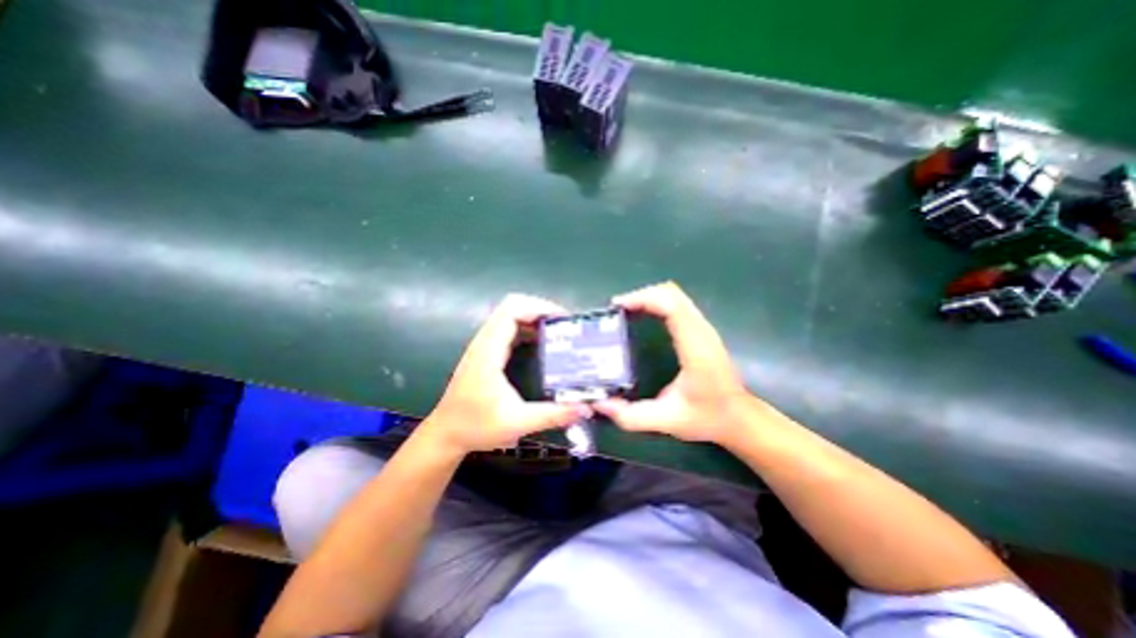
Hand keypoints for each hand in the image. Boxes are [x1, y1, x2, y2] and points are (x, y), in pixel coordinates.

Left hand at [419, 294, 594, 457]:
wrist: (446, 434)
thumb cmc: (476, 427)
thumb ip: (552, 415)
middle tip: (564, 325)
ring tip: (558, 331)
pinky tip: (541, 344)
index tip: (562, 319)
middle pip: (511, 307)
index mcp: (488, 352)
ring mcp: (483, 346)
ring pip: (508, 316)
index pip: (511, 311)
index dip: (538, 307)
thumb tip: (585, 408)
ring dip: (533, 318)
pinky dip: (526, 328)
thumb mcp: (517, 423)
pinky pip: (507, 329)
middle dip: (540, 309)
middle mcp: (484, 342)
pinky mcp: (485, 353)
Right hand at [596, 281, 762, 444]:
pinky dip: (657, 302)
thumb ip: (631, 417)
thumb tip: (600, 404)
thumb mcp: (666, 421)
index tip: (618, 306)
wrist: (739, 419)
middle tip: (617, 309)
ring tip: (626, 310)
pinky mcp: (702, 330)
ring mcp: (704, 328)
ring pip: (676, 295)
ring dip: (649, 297)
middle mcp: (702, 332)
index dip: (644, 298)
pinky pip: (678, 304)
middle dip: (642, 295)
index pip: (672, 307)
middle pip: (672, 293)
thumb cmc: (707, 418)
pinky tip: (643, 315)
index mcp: (695, 349)